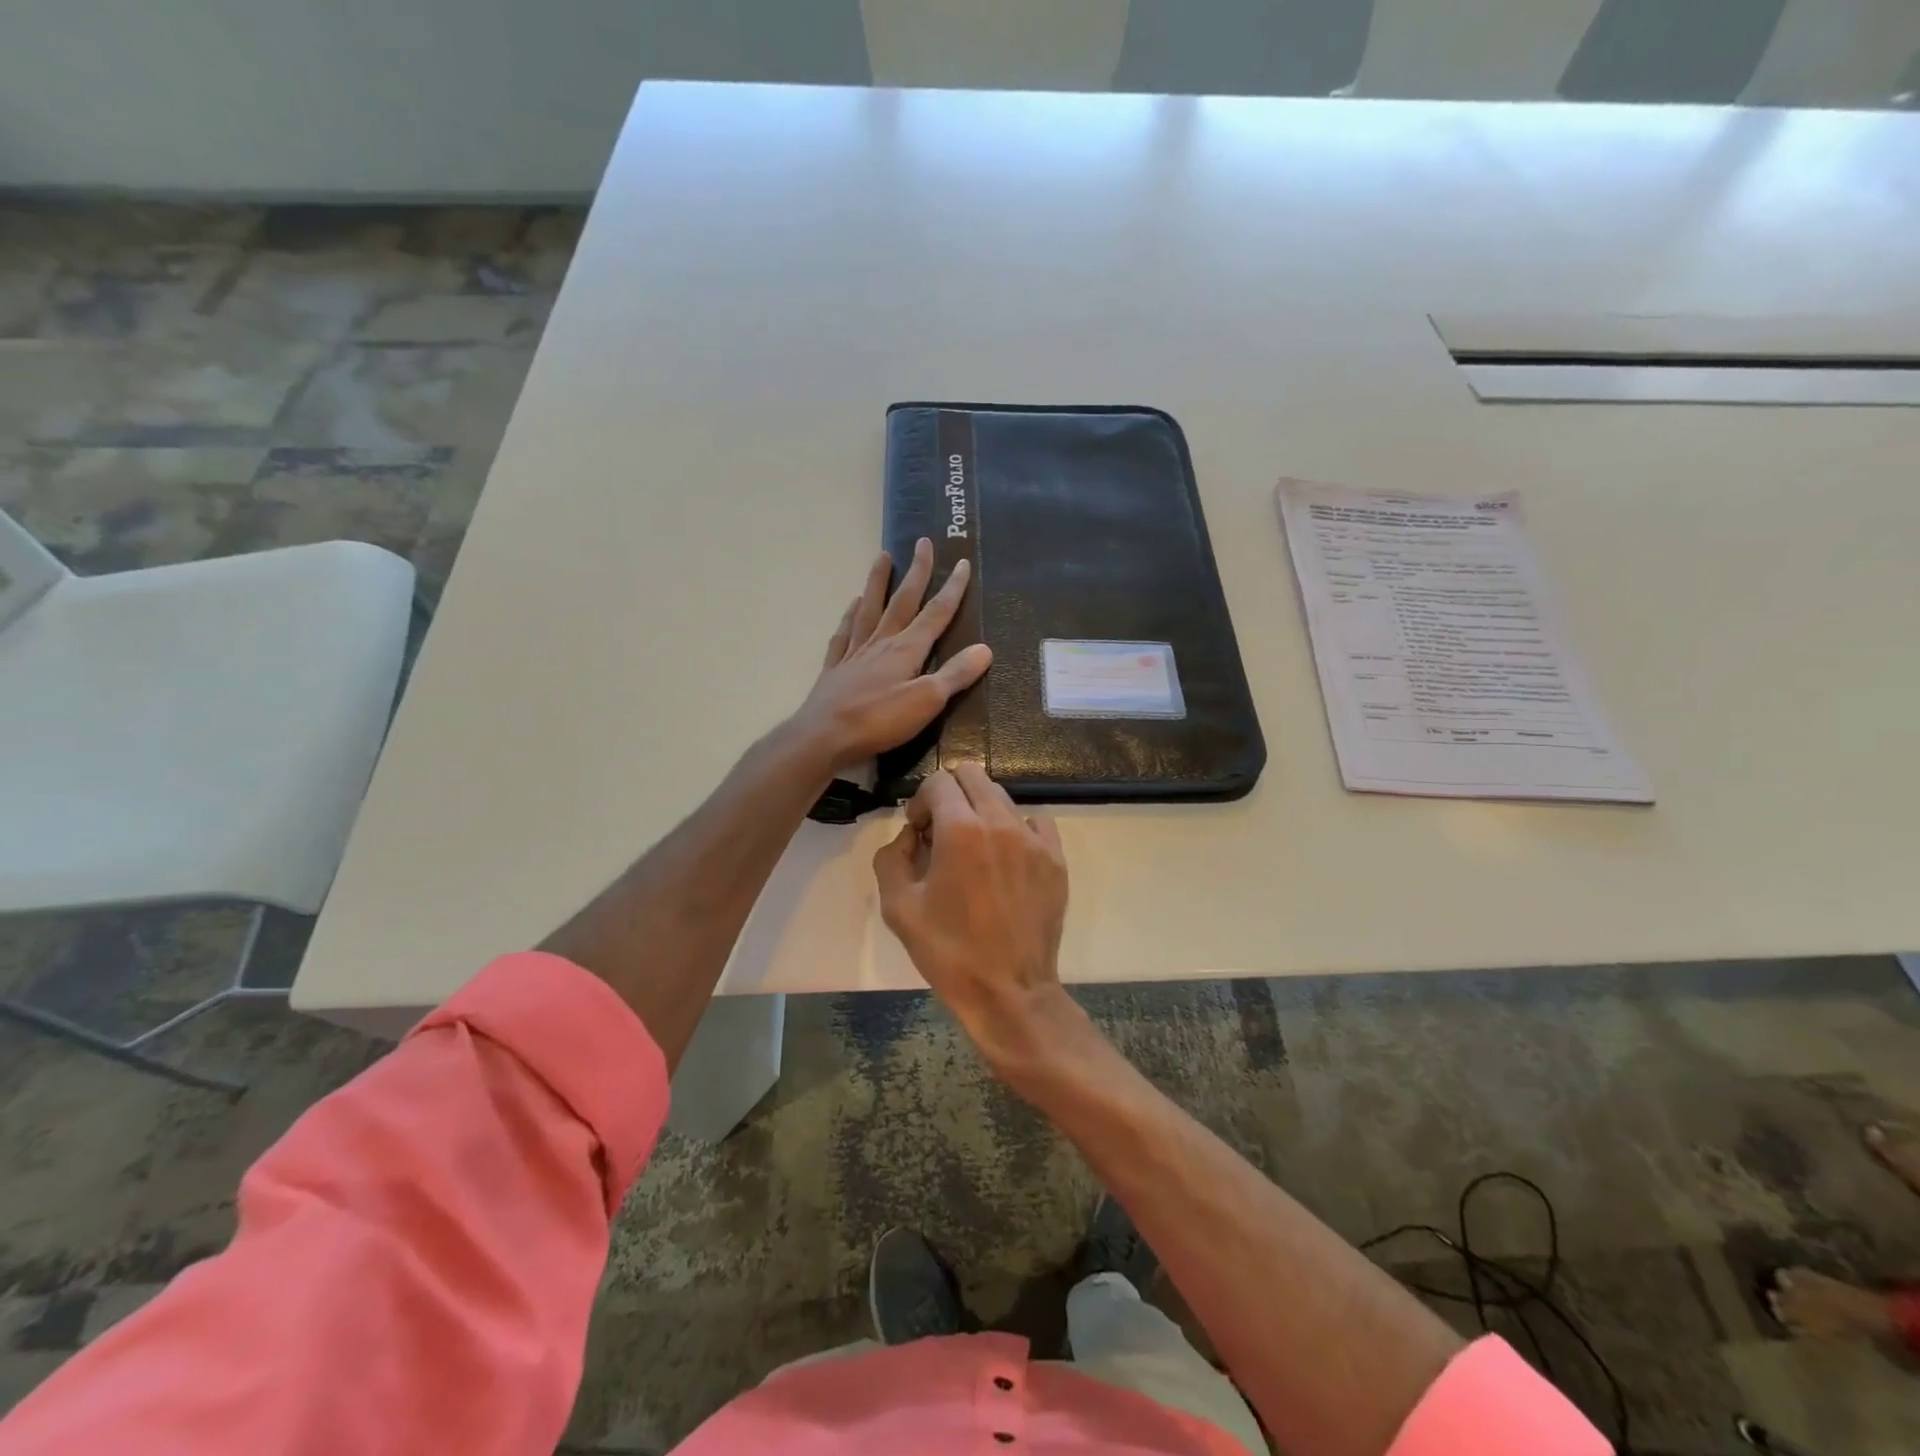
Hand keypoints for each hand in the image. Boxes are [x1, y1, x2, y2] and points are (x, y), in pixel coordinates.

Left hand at [789, 539, 992, 772]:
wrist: (824, 736)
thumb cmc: (879, 721)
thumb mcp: (927, 701)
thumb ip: (955, 674)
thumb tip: (985, 648)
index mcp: (906, 649)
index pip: (935, 613)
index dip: (952, 588)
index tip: (961, 561)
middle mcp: (881, 642)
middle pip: (902, 601)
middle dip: (916, 572)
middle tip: (922, 542)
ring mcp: (855, 653)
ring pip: (869, 608)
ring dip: (878, 582)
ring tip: (882, 557)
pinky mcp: (836, 669)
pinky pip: (844, 633)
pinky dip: (849, 616)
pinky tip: (852, 605)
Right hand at [873, 764, 1073, 1069]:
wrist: (1009, 991)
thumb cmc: (948, 952)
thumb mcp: (898, 907)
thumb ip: (892, 857)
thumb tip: (910, 836)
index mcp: (960, 830)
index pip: (939, 781)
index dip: (921, 801)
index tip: (918, 831)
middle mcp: (1000, 822)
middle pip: (973, 776)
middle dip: (950, 794)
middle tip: (941, 831)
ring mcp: (1034, 839)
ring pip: (1003, 797)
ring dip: (981, 811)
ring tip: (973, 851)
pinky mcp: (1056, 859)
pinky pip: (1035, 822)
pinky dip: (1015, 829)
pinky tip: (1006, 859)